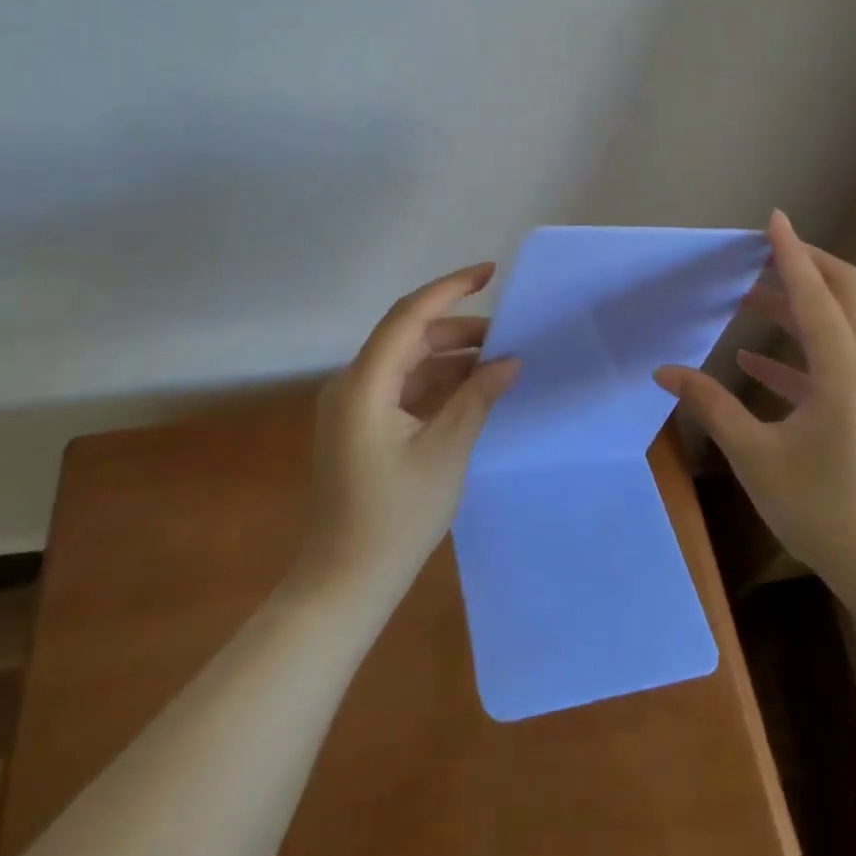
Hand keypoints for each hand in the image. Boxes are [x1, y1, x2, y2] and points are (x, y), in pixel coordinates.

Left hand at [299, 263, 519, 601]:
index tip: (491, 273)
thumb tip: (510, 360)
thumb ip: (477, 398)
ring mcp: (354, 406)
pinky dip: (437, 384)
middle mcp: (353, 384)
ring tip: (499, 363)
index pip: (409, 316)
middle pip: (408, 337)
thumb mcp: (446, 453)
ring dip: (451, 359)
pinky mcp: (362, 426)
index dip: (450, 288)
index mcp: (365, 385)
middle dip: (459, 330)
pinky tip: (473, 391)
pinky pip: (403, 389)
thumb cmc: (396, 519)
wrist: (345, 582)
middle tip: (508, 336)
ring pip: (408, 362)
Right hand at [654, 210, 855, 595]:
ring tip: (749, 298)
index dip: (789, 253)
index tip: (771, 219)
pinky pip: (837, 361)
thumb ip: (711, 406)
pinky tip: (755, 361)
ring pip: (843, 324)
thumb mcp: (757, 456)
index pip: (813, 292)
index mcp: (844, 369)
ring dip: (800, 305)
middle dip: (806, 265)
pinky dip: (800, 350)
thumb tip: (664, 372)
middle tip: (763, 252)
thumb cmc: (823, 509)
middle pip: (846, 292)